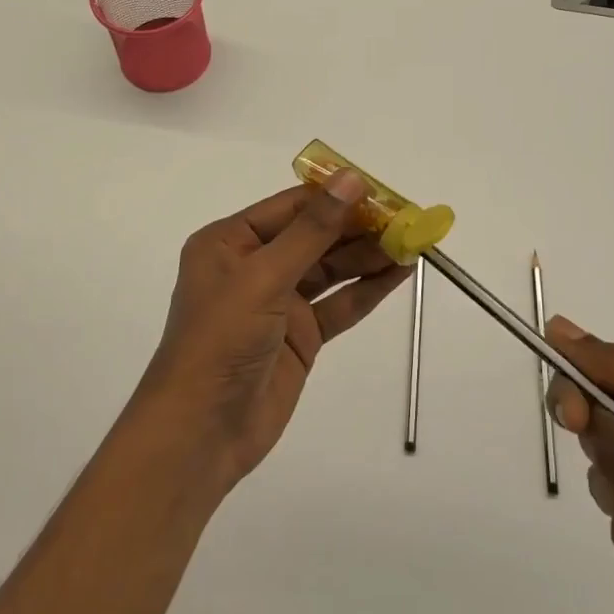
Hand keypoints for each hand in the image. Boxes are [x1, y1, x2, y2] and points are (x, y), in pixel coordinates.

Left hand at [137, 171, 410, 489]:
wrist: (201, 433)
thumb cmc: (221, 340)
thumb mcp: (264, 277)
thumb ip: (312, 230)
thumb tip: (351, 179)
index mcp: (231, 241)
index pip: (291, 206)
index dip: (336, 195)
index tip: (381, 190)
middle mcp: (254, 265)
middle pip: (315, 236)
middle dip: (358, 227)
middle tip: (406, 217)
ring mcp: (279, 302)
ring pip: (331, 269)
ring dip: (369, 256)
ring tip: (412, 241)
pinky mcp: (300, 336)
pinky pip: (338, 304)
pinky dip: (367, 289)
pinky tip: (399, 273)